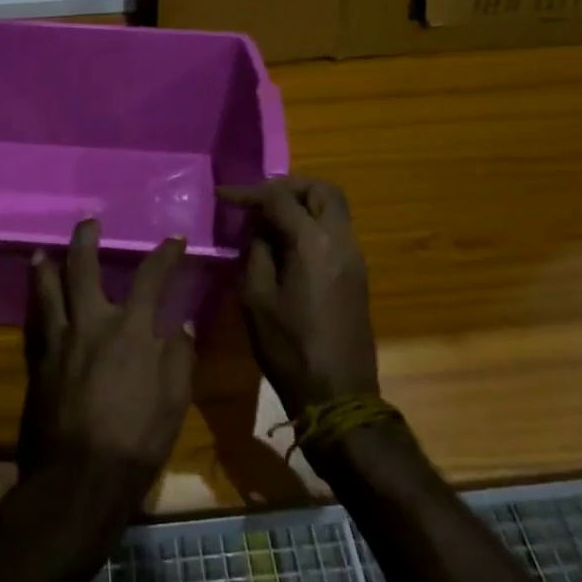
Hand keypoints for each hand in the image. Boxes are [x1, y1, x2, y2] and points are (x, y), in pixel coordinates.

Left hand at [21, 220, 196, 480]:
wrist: (79, 479)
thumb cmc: (136, 441)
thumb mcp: (174, 402)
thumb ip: (179, 358)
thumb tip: (182, 325)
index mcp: (131, 330)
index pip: (151, 277)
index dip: (165, 254)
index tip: (175, 240)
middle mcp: (92, 323)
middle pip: (83, 268)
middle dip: (86, 240)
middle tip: (88, 223)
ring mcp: (60, 341)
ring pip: (48, 290)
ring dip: (46, 266)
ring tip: (41, 252)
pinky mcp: (39, 363)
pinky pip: (35, 323)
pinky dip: (35, 307)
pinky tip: (34, 305)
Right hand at [221, 177, 378, 417]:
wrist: (339, 396)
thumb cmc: (290, 349)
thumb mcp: (256, 299)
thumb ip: (257, 252)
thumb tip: (260, 229)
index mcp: (313, 243)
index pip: (281, 197)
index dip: (250, 192)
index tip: (224, 196)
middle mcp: (340, 240)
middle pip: (322, 190)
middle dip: (288, 186)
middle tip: (259, 198)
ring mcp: (354, 257)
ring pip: (334, 208)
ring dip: (303, 202)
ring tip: (269, 217)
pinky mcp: (357, 273)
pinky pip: (336, 229)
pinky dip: (313, 222)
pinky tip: (287, 241)